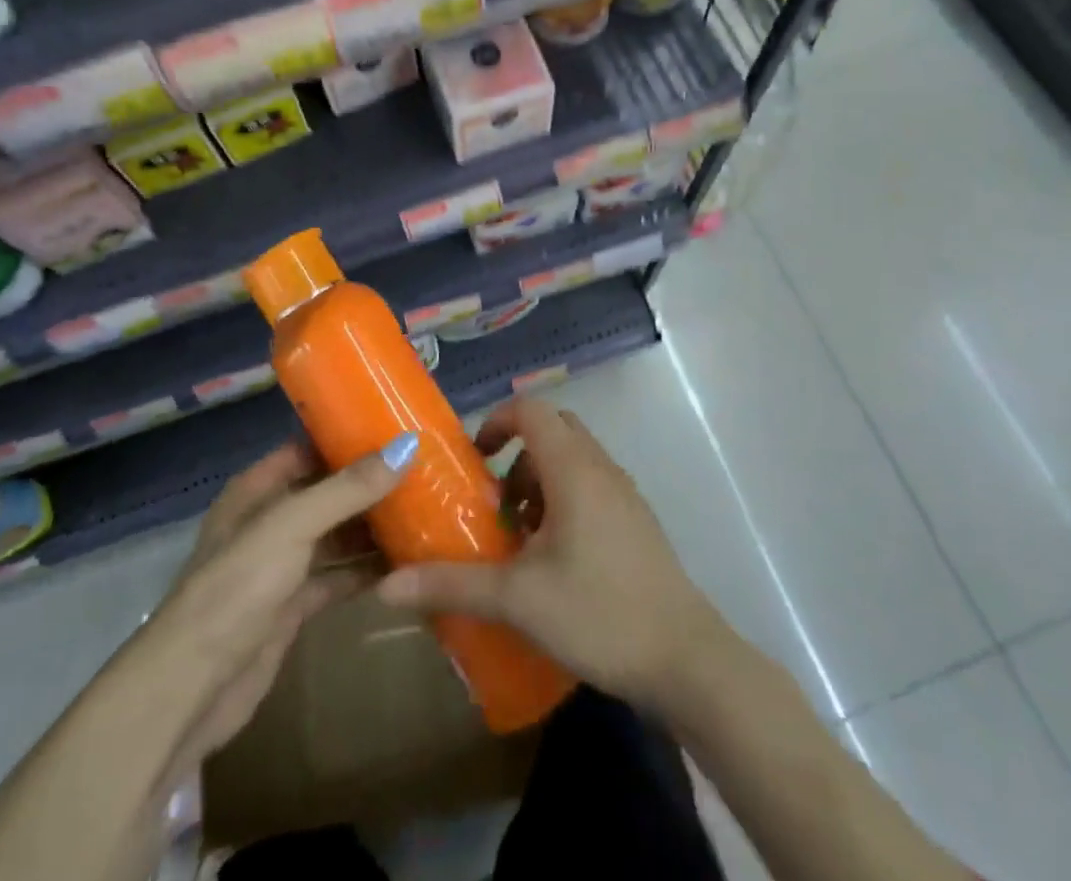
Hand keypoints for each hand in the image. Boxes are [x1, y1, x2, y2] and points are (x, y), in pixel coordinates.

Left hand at [133, 434, 414, 770]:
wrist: (192, 688)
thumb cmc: (237, 587)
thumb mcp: (292, 525)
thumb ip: (348, 488)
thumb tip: (407, 445)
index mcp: (258, 489)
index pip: (308, 448)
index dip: (347, 437)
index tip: (397, 428)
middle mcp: (269, 520)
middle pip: (327, 491)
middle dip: (369, 483)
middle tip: (425, 470)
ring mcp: (281, 565)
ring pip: (335, 535)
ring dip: (372, 526)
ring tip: (426, 510)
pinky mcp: (292, 607)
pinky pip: (337, 576)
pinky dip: (366, 570)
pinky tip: (406, 563)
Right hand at [376, 399, 726, 713]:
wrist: (686, 660)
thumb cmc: (598, 612)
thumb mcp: (517, 599)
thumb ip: (451, 585)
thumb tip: (385, 586)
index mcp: (573, 469)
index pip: (531, 411)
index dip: (496, 421)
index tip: (474, 459)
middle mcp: (601, 469)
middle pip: (554, 430)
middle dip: (517, 454)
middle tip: (495, 498)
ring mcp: (624, 495)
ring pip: (574, 460)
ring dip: (540, 481)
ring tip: (519, 536)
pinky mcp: (636, 522)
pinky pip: (592, 487)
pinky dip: (564, 500)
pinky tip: (553, 559)